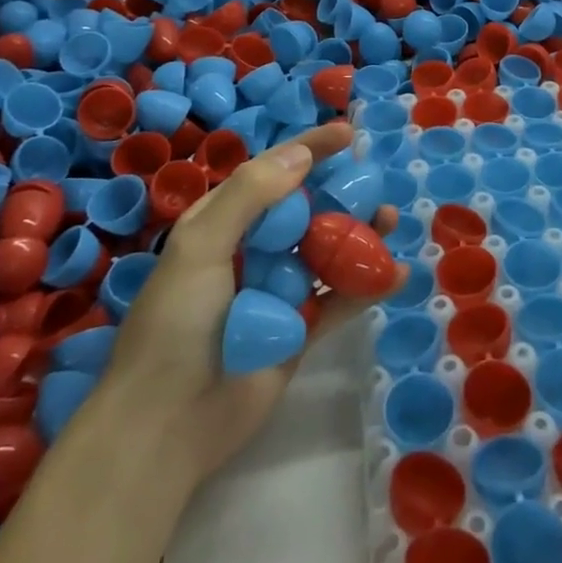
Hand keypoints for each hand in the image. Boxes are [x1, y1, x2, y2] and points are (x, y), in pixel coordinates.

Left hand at [104, 121, 406, 486]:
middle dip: (343, 192)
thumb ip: (250, 195)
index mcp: (224, 224)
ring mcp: (279, 291)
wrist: (165, 427)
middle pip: (308, 209)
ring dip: (361, 234)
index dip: (310, 149)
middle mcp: (254, 251)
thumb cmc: (176, 325)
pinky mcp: (300, 330)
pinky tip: (396, 274)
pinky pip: (340, 300)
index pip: (273, 173)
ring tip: (390, 221)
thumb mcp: (201, 247)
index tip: (348, 134)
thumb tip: (302, 154)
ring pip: (329, 251)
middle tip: (375, 185)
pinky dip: (367, 286)